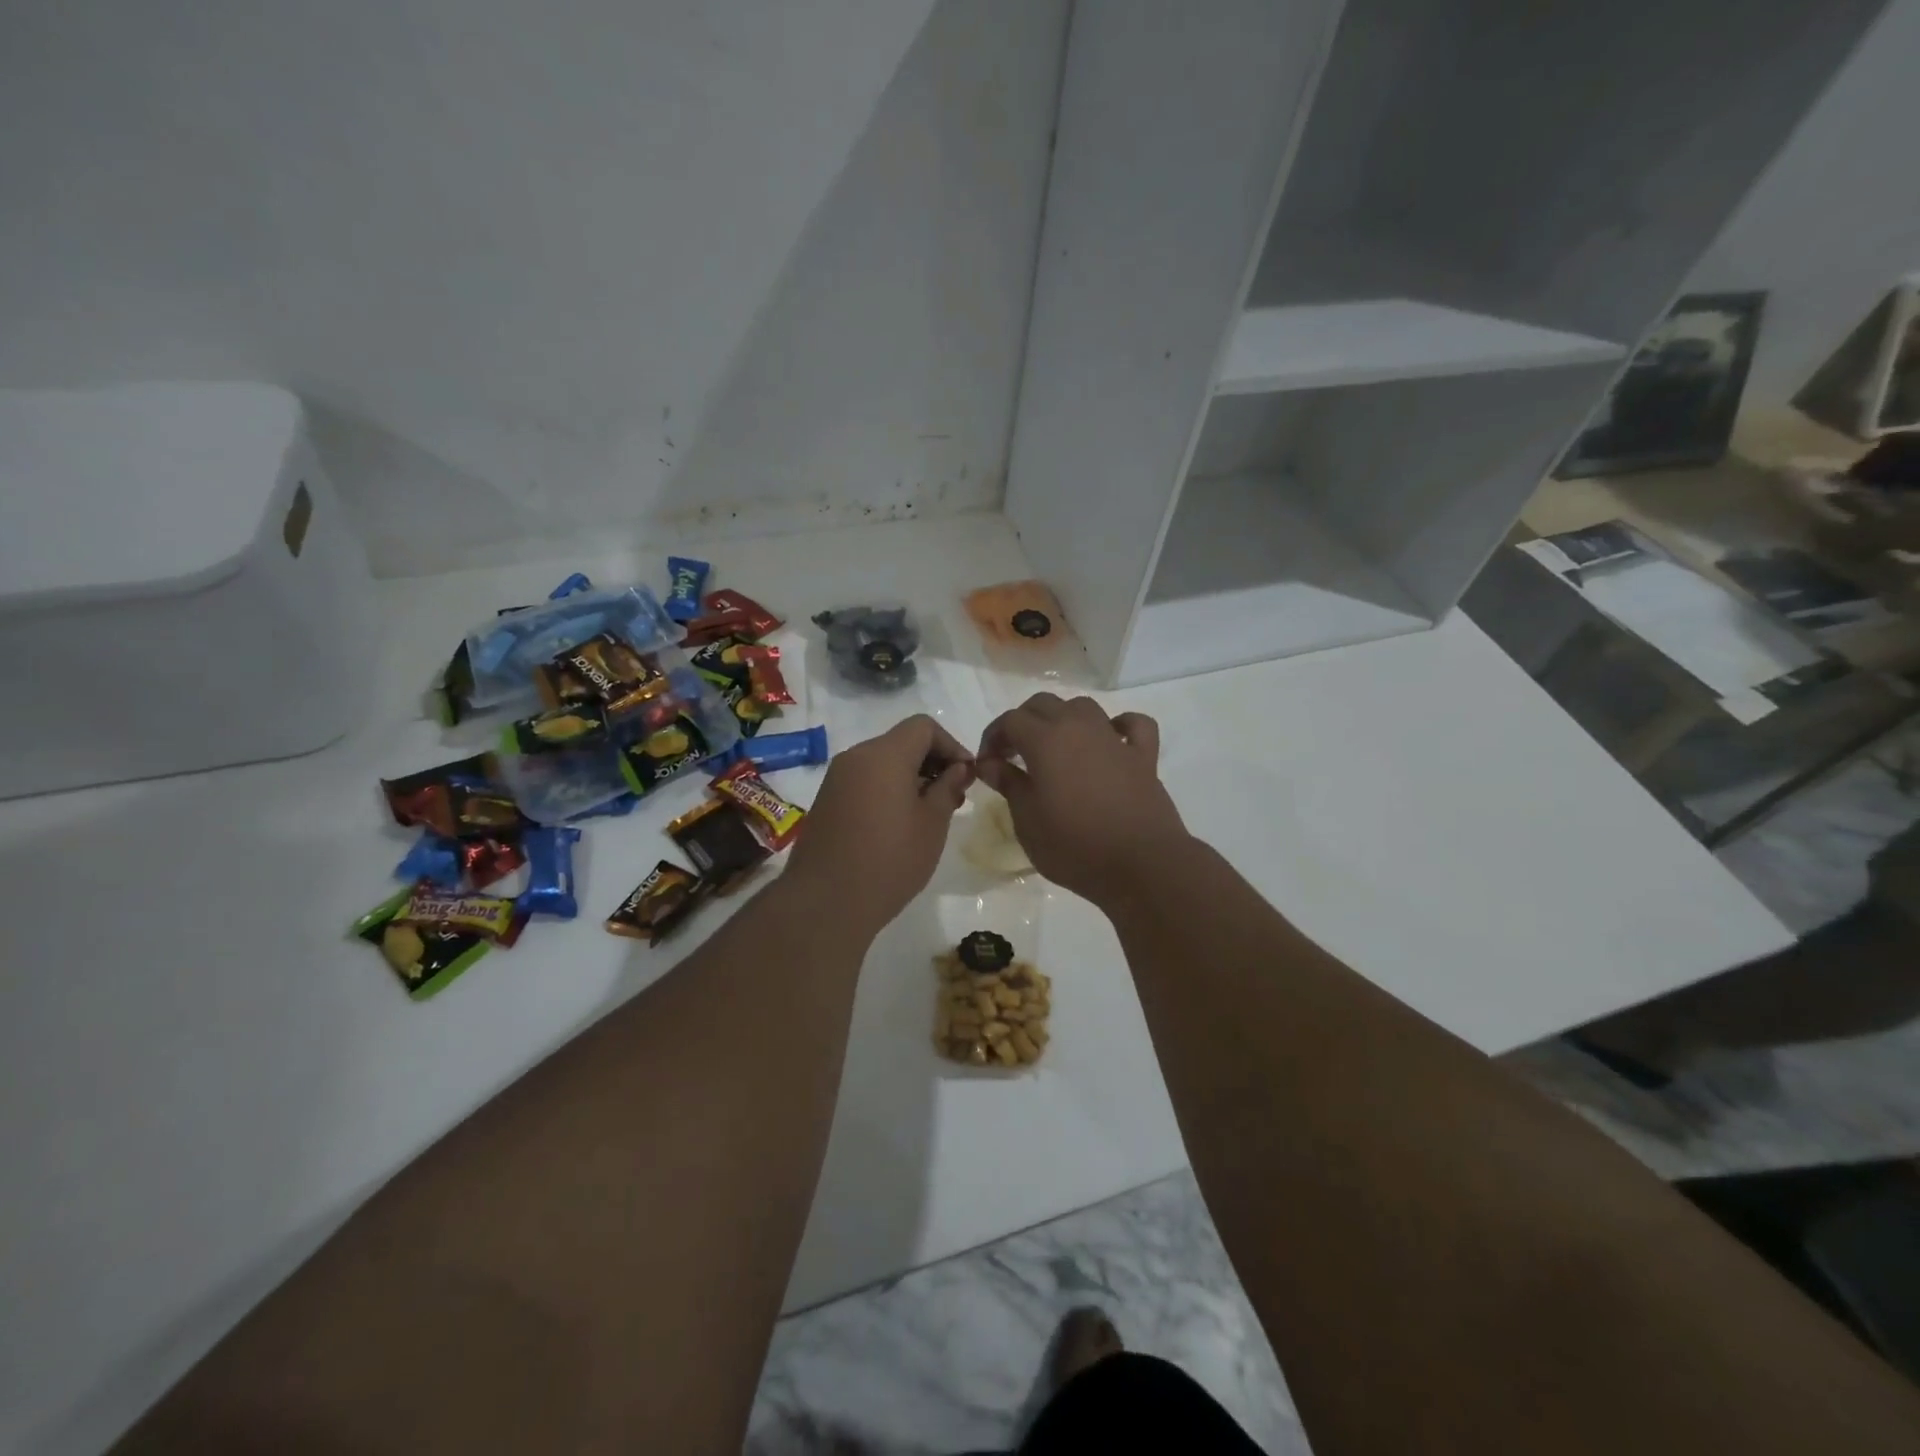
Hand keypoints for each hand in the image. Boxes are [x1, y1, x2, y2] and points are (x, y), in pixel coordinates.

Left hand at [784, 715, 974, 936]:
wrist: (825, 903)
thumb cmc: (889, 861)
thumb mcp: (932, 824)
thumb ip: (948, 788)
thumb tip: (958, 769)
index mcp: (884, 755)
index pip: (924, 727)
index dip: (952, 745)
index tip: (967, 776)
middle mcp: (856, 757)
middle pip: (902, 741)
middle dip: (932, 761)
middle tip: (953, 796)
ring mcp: (837, 779)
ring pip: (882, 761)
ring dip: (910, 777)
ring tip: (929, 813)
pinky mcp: (827, 801)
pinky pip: (865, 781)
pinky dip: (887, 789)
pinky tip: (899, 823)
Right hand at [976, 694, 1185, 905]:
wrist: (1140, 865)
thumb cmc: (1074, 846)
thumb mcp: (1027, 821)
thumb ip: (1008, 784)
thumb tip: (989, 763)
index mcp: (1045, 740)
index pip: (1010, 720)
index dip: (993, 736)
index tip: (987, 763)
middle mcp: (1079, 727)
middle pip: (1044, 704)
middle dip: (1023, 722)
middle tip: (1014, 754)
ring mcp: (1114, 739)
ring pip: (1084, 707)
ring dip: (1064, 719)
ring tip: (1056, 747)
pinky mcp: (1143, 756)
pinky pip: (1133, 725)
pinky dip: (1119, 726)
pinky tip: (1110, 741)